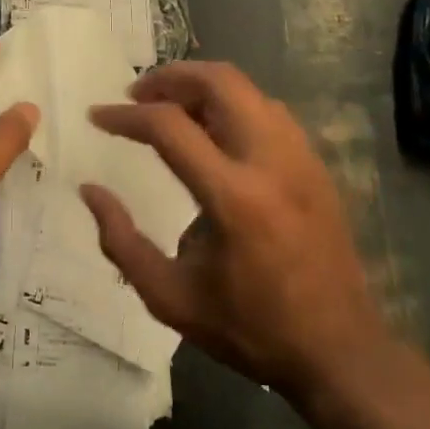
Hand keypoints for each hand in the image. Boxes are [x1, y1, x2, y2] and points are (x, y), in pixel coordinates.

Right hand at [81, 62, 385, 397]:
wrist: (339, 351)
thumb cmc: (250, 328)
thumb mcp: (170, 297)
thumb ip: (121, 241)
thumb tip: (90, 191)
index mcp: (233, 197)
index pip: (170, 127)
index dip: (126, 116)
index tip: (98, 116)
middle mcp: (271, 162)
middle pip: (220, 82)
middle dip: (171, 77)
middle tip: (137, 93)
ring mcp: (302, 159)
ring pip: (249, 90)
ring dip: (204, 86)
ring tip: (170, 107)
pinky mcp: (317, 166)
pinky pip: (270, 111)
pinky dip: (234, 104)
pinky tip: (214, 131)